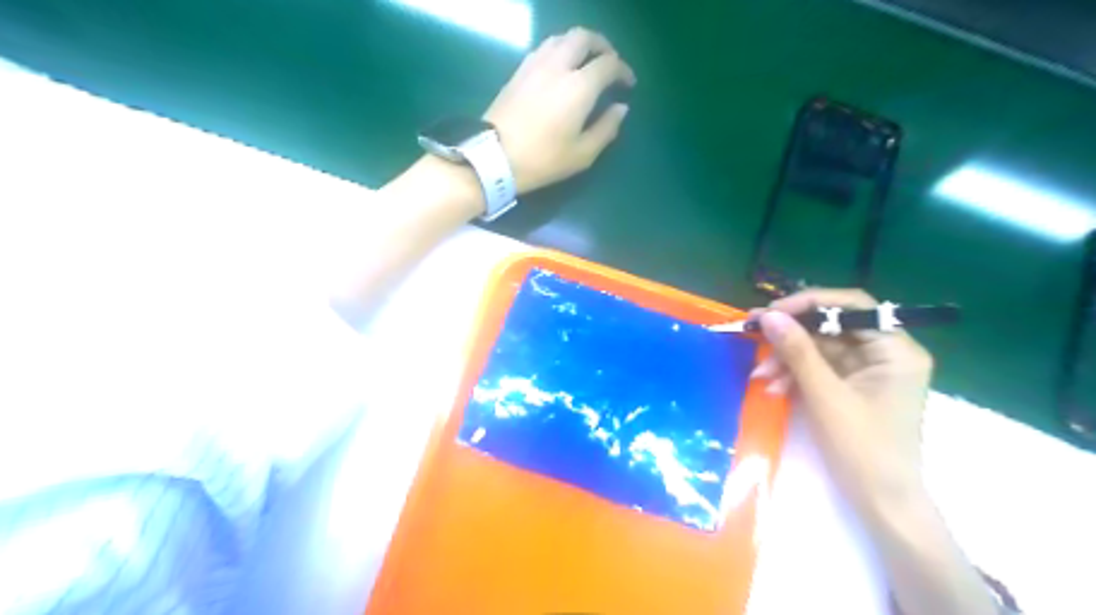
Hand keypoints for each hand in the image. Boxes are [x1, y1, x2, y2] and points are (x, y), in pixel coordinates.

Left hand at [486, 28, 639, 190]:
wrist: (494, 157)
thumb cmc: (543, 159)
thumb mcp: (582, 154)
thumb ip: (606, 128)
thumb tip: (621, 108)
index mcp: (579, 86)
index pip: (608, 64)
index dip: (623, 70)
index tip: (628, 84)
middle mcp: (558, 66)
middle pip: (584, 37)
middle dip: (602, 46)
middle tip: (609, 63)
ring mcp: (535, 65)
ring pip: (562, 38)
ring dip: (579, 44)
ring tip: (586, 62)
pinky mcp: (519, 71)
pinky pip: (544, 48)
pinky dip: (559, 50)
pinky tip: (560, 68)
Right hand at [754, 289, 932, 513]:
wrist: (880, 503)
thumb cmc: (862, 449)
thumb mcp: (825, 396)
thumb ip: (797, 351)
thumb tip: (769, 315)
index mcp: (896, 350)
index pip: (852, 306)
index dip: (809, 303)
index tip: (772, 312)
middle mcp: (885, 353)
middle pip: (831, 326)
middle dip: (791, 336)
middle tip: (753, 333)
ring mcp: (868, 370)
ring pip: (819, 348)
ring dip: (787, 359)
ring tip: (761, 376)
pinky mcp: (851, 386)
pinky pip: (818, 368)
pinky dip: (794, 375)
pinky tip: (774, 387)